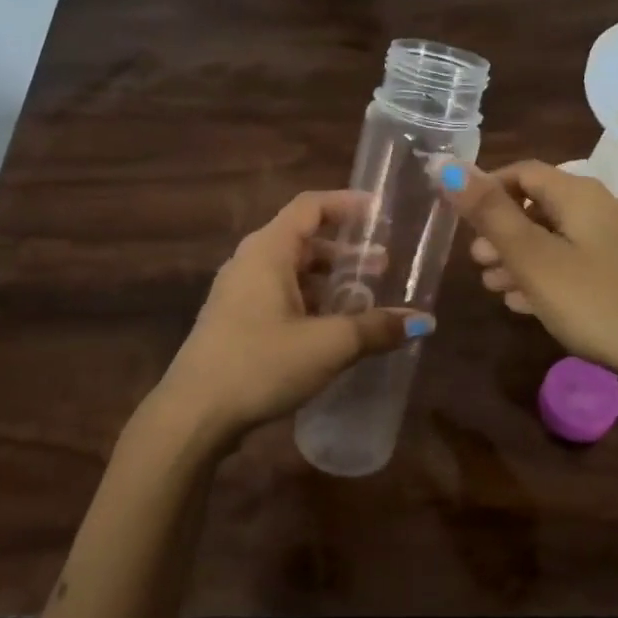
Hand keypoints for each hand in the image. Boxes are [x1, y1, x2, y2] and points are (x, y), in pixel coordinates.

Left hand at [155, 190, 428, 447]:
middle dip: (345, 251)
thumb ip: (376, 328)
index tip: (380, 213)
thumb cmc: (261, 364)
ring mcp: (237, 293)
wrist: (194, 414)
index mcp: (267, 251)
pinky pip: (279, 296)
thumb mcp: (328, 345)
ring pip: (291, 272)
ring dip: (328, 281)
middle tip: (382, 268)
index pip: (310, 206)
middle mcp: (250, 263)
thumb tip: (423, 322)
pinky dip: (310, 302)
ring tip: (363, 301)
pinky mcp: (234, 322)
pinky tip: (331, 330)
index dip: (346, 204)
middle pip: (303, 240)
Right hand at [437, 159, 617, 390]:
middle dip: (501, 230)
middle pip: (540, 206)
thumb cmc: (597, 300)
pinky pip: (576, 264)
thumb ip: (491, 214)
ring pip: (556, 239)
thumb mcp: (534, 258)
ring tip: (493, 287)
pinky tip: (527, 304)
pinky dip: (547, 275)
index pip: (525, 171)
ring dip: (520, 257)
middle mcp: (602, 210)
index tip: (461, 219)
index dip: (488, 188)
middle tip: (475, 261)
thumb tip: (449, 167)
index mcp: (580, 195)